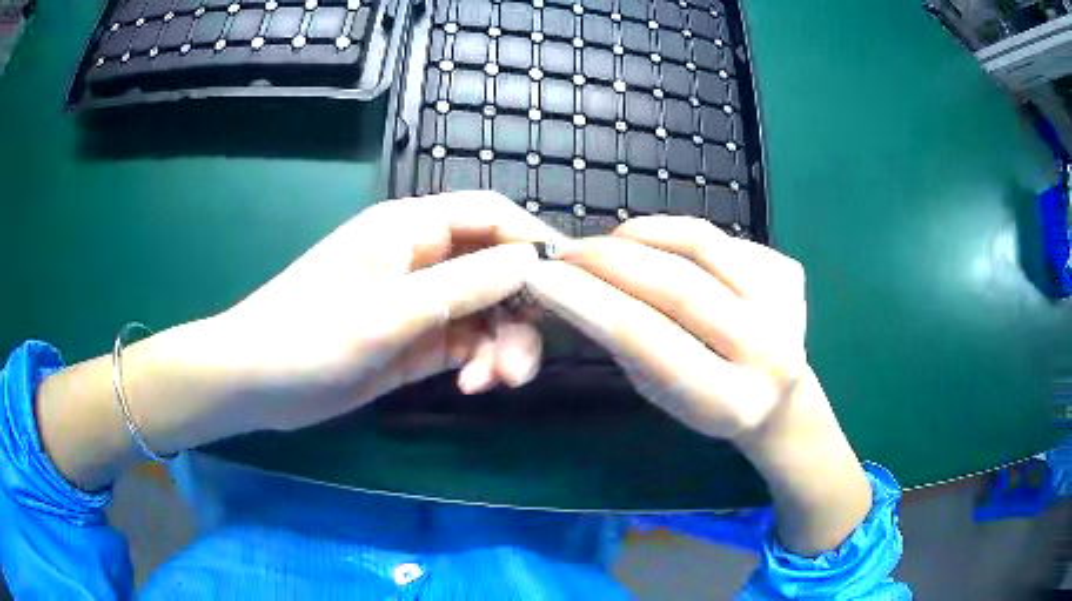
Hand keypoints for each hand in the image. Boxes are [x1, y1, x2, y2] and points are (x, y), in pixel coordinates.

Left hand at [36, 192, 562, 489]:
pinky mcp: (415, 340)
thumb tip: (529, 262)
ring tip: (493, 385)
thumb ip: (463, 285)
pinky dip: (478, 364)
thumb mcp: (389, 313)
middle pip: (496, 269)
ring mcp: (419, 302)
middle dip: (519, 313)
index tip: (570, 284)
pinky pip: (466, 345)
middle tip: (522, 364)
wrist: (255, 383)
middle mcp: (420, 259)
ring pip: (486, 313)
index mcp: (409, 229)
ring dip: (502, 347)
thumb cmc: (307, 336)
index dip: (531, 241)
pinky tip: (470, 389)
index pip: (489, 216)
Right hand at [525, 215, 807, 440]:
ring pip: (700, 245)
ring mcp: (787, 305)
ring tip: (605, 244)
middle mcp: (768, 353)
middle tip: (564, 252)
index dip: (587, 301)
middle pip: (678, 286)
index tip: (541, 277)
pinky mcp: (789, 273)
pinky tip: (653, 246)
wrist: (780, 398)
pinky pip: (718, 237)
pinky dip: (673, 234)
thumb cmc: (708, 403)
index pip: (647, 339)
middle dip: (607, 261)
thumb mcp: (659, 393)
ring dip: (639, 235)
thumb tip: (572, 286)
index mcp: (729, 402)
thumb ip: (625, 345)